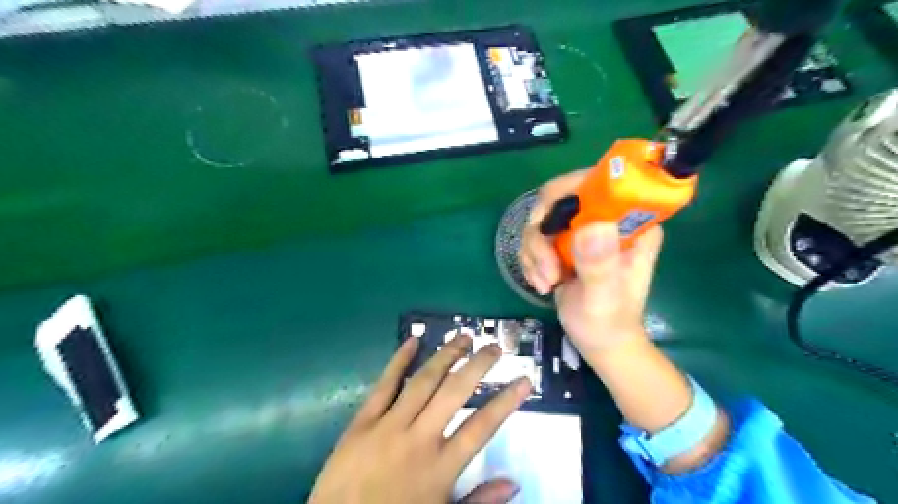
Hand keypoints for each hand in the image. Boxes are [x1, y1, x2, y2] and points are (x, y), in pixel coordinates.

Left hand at [310, 333, 530, 502]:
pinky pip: (383, 385)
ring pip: (423, 381)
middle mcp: (419, 439)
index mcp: (440, 467)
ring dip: (445, 355)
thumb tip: (514, 484)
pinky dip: (398, 360)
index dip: (506, 401)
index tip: (524, 380)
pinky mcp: (362, 421)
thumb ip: (479, 502)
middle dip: (477, 366)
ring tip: (463, 337)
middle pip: (454, 392)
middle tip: (494, 347)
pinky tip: (412, 340)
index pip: (482, 426)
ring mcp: (389, 426)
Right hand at [523, 172, 661, 356]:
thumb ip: (599, 265)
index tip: (546, 224)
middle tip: (545, 267)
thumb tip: (592, 227)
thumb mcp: (604, 298)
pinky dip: (531, 261)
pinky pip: (534, 238)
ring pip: (541, 220)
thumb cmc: (610, 323)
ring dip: (534, 253)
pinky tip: (542, 283)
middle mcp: (606, 219)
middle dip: (542, 234)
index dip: (566, 192)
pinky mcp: (565, 244)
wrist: (599, 341)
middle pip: (559, 198)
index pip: (599, 183)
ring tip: (546, 283)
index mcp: (631, 222)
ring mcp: (583, 231)